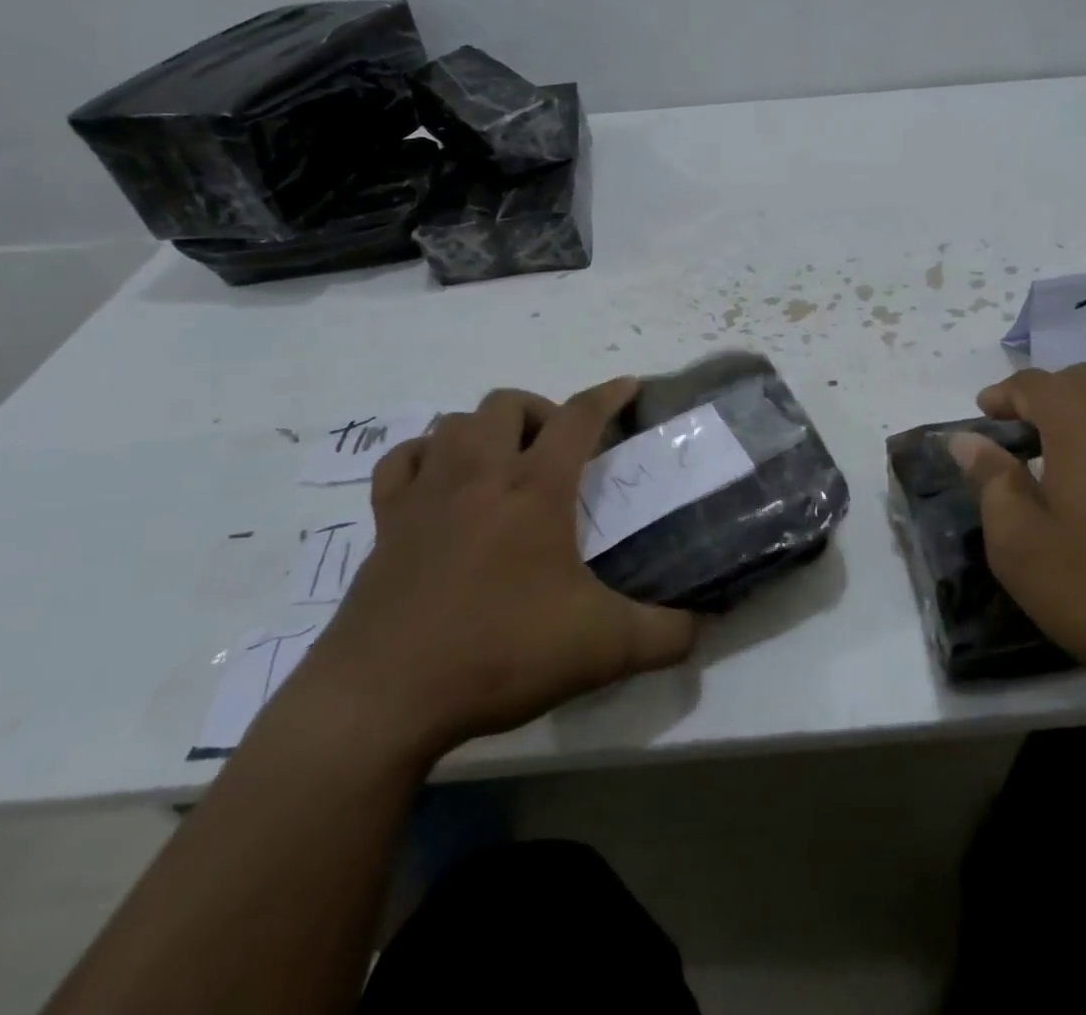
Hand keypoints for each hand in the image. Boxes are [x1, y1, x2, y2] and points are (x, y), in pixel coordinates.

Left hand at [292, 378, 696, 763]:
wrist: (382, 700)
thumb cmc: (498, 655)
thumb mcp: (602, 649)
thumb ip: (665, 635)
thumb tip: (703, 627)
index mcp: (535, 490)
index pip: (578, 417)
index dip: (608, 395)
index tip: (629, 385)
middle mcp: (479, 475)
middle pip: (507, 404)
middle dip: (540, 411)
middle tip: (559, 450)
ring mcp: (425, 495)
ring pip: (454, 423)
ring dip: (486, 428)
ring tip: (505, 462)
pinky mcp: (384, 524)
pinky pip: (402, 461)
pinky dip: (426, 455)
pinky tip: (440, 480)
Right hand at [950, 365, 1085, 710]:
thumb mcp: (1023, 547)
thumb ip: (991, 483)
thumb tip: (966, 440)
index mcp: (1082, 419)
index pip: (1033, 383)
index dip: (1004, 394)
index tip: (985, 412)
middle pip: (1084, 381)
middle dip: (1048, 396)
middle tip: (1025, 431)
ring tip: (1074, 453)